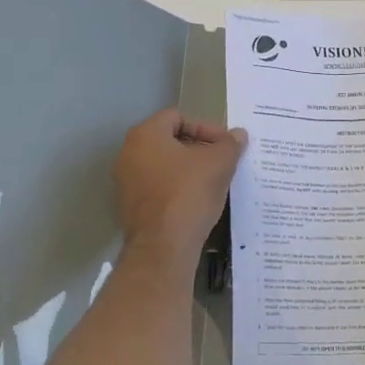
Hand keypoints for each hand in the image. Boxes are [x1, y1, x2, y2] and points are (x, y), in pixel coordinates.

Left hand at [115, 110, 246, 269]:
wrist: (163, 247)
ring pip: (163, 166)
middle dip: (198, 148)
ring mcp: (126, 182)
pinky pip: (158, 188)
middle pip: (169, 141)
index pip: (178, 117)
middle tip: (222, 161)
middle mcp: (129, 153)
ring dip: (188, 170)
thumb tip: (238, 135)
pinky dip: (177, 189)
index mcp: (145, 135)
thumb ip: (230, 145)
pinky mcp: (130, 207)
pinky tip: (198, 201)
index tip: (225, 145)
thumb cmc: (188, 193)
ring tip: (214, 181)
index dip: (205, 127)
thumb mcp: (219, 164)